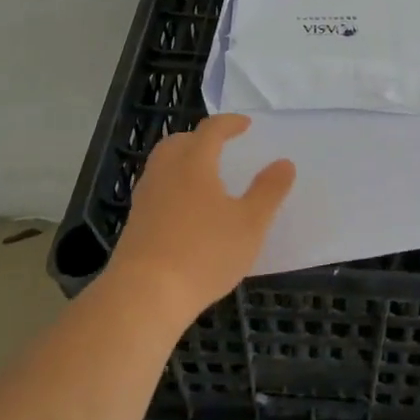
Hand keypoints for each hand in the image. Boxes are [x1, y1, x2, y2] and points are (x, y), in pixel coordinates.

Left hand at [109, 114, 295, 324]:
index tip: (245, 125)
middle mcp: (165, 173)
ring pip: (163, 166)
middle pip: (178, 142)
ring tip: (204, 178)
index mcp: (194, 164)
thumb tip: (284, 163)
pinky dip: (173, 187)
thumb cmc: (204, 253)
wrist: (144, 295)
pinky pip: (156, 190)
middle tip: (219, 147)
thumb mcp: (250, 223)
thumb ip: (269, 191)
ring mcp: (145, 199)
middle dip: (200, 139)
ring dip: (183, 162)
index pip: (210, 130)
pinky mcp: (135, 224)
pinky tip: (186, 211)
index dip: (229, 123)